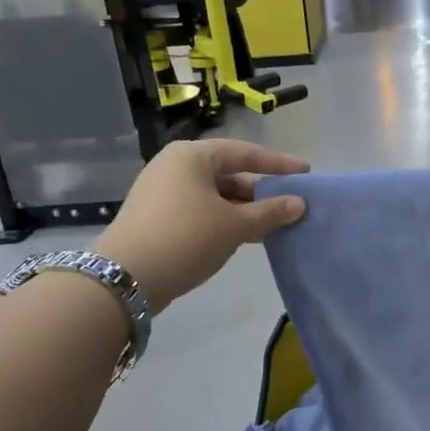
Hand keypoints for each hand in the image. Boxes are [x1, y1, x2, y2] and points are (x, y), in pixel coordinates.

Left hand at [97, 139, 307, 311]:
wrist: (124, 278)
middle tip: (288, 203)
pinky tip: (241, 235)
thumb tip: (300, 204)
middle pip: (227, 172)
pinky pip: (198, 208)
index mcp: (192, 156)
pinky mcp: (154, 215)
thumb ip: (270, 212)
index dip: (278, 163)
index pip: (245, 152)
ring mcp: (160, 190)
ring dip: (242, 208)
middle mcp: (174, 165)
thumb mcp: (235, 225)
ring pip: (213, 193)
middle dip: (259, 190)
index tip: (305, 172)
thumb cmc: (187, 238)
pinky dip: (222, 218)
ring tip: (270, 224)